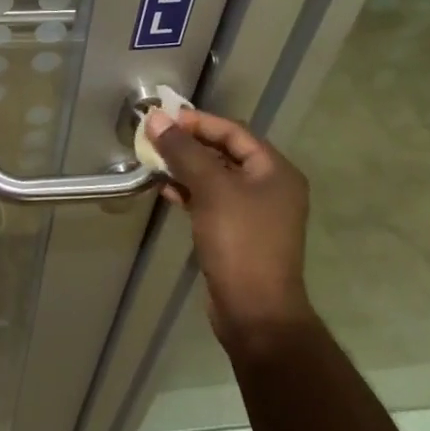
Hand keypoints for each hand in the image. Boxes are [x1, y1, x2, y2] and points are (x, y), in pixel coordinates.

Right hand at [146, 107, 315, 352]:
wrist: (255, 312)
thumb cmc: (239, 242)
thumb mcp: (210, 190)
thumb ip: (183, 151)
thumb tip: (155, 118)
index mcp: (275, 171)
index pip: (233, 131)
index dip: (198, 122)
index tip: (163, 120)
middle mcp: (270, 187)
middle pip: (224, 152)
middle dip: (188, 145)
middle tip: (154, 139)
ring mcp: (255, 212)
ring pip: (215, 177)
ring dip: (185, 168)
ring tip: (154, 163)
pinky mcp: (238, 233)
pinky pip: (212, 201)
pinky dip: (190, 192)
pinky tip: (166, 192)